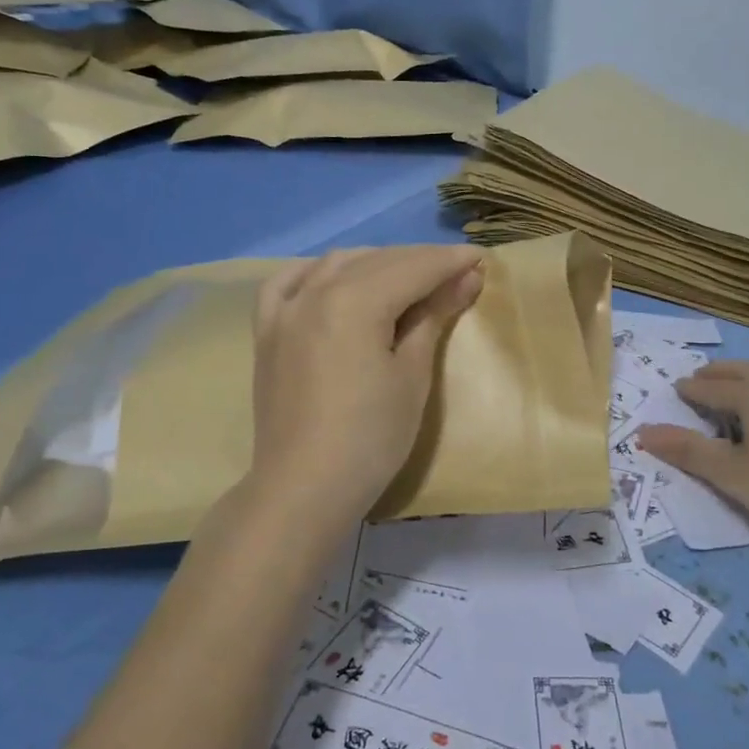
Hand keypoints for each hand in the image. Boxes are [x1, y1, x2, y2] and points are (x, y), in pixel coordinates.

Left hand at [247, 245, 484, 528]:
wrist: (304, 489)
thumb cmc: (371, 438)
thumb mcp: (413, 375)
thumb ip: (434, 317)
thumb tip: (466, 277)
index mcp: (354, 301)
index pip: (413, 268)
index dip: (449, 262)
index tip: (480, 260)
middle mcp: (315, 291)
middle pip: (377, 261)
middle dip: (420, 261)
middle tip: (457, 272)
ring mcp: (285, 310)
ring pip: (337, 265)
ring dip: (377, 263)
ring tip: (409, 277)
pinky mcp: (267, 332)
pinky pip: (289, 282)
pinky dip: (319, 273)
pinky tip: (335, 278)